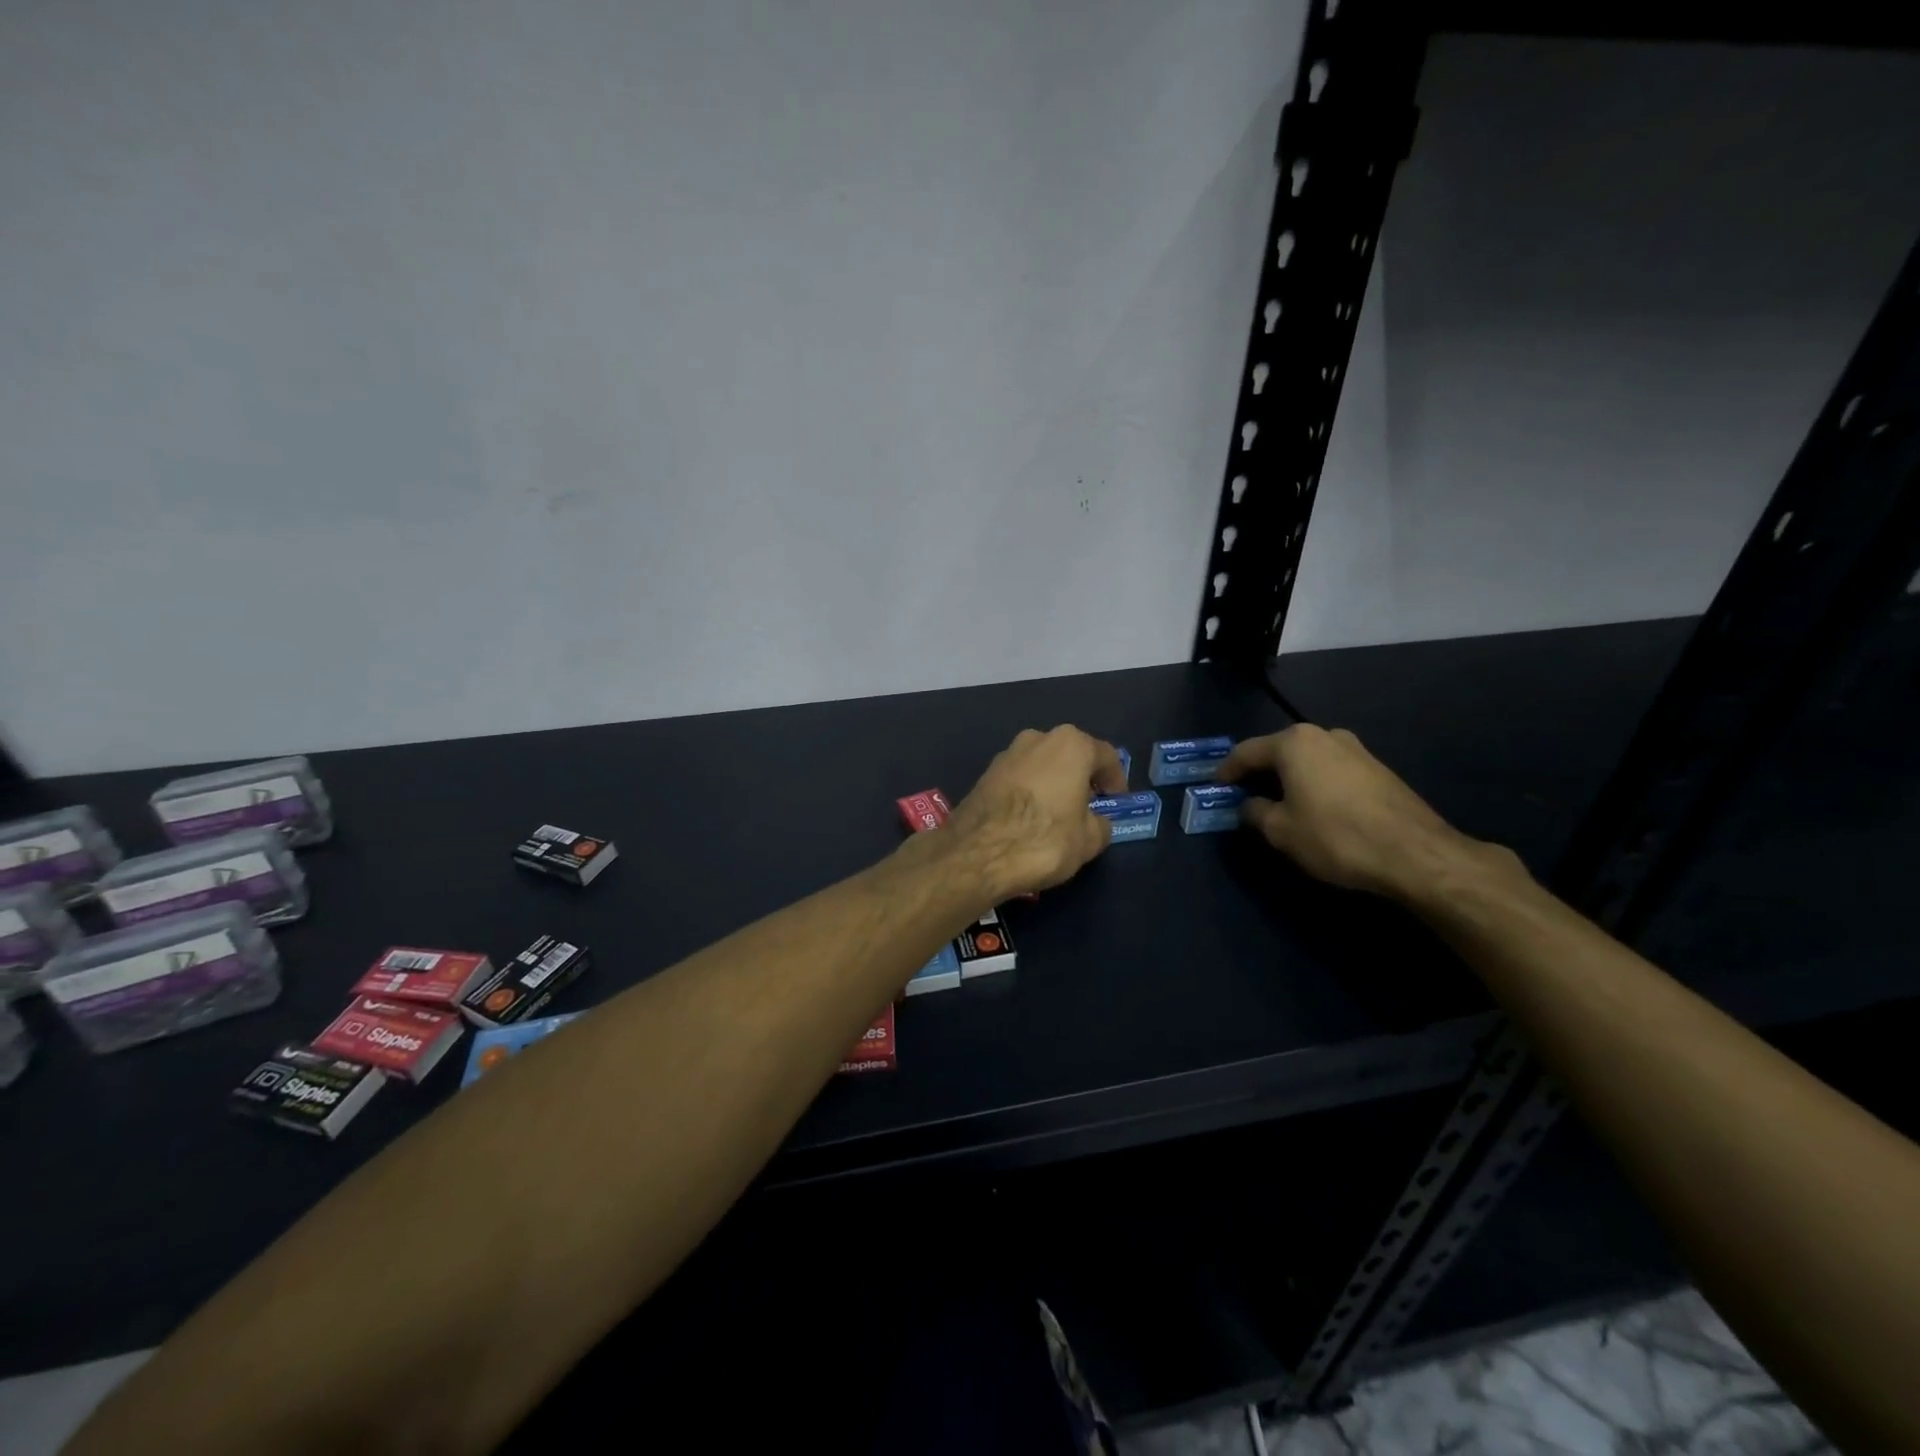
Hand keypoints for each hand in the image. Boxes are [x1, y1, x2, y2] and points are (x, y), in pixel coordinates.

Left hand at [944, 726, 1129, 900]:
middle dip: (1081, 778)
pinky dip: (1028, 793)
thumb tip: (1095, 822)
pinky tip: (1028, 819)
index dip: (1116, 780)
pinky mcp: (984, 774)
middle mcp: (1038, 738)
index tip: (1116, 801)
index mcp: (1071, 745)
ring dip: (1053, 784)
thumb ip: (1100, 824)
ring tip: (1057, 816)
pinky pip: (1019, 779)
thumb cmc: (1044, 840)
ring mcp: (1007, 754)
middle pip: (1070, 756)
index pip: (1106, 756)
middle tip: (1088, 807)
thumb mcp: (1089, 840)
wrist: (977, 854)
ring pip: (1041, 766)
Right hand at [1218, 724, 1510, 901]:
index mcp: (1294, 743)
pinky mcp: (1378, 768)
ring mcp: (1356, 749)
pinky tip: (1313, 808)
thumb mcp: (1281, 831)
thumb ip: (1256, 813)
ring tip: (1278, 803)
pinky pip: (1331, 771)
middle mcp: (1324, 735)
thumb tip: (1250, 806)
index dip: (1227, 771)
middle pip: (1279, 751)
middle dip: (1259, 772)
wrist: (1414, 853)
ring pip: (1308, 760)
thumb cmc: (1335, 836)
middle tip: (1243, 794)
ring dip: (1289, 778)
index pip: (1247, 752)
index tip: (1215, 786)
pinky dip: (1314, 784)